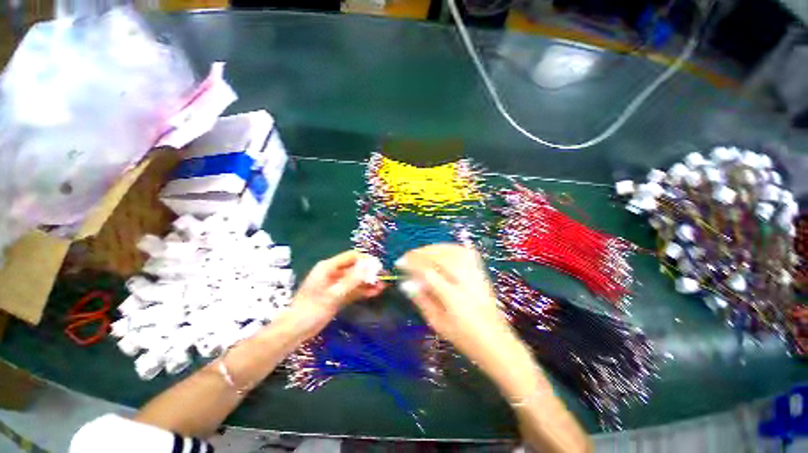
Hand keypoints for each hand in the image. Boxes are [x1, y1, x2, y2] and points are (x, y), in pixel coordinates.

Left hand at [293, 250, 385, 326]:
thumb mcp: (333, 294)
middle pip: (354, 268)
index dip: (365, 260)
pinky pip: (352, 290)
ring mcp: (335, 285)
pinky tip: (374, 292)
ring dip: (367, 282)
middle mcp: (333, 273)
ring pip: (355, 280)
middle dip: (369, 272)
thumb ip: (352, 280)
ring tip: (382, 286)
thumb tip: (369, 267)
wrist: (295, 330)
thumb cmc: (312, 309)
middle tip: (383, 277)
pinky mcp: (337, 295)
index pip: (351, 257)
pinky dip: (362, 291)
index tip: (378, 266)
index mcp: (328, 267)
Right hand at [395, 244, 525, 374]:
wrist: (497, 343)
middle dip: (421, 253)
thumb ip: (422, 301)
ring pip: (453, 251)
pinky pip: (466, 252)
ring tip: (422, 252)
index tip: (400, 262)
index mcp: (453, 298)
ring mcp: (476, 275)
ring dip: (435, 248)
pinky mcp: (481, 273)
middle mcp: (466, 282)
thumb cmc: (465, 338)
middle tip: (408, 255)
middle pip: (441, 257)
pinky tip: (442, 250)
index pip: (428, 272)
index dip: (412, 264)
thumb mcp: (438, 324)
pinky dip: (451, 248)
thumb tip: (407, 284)